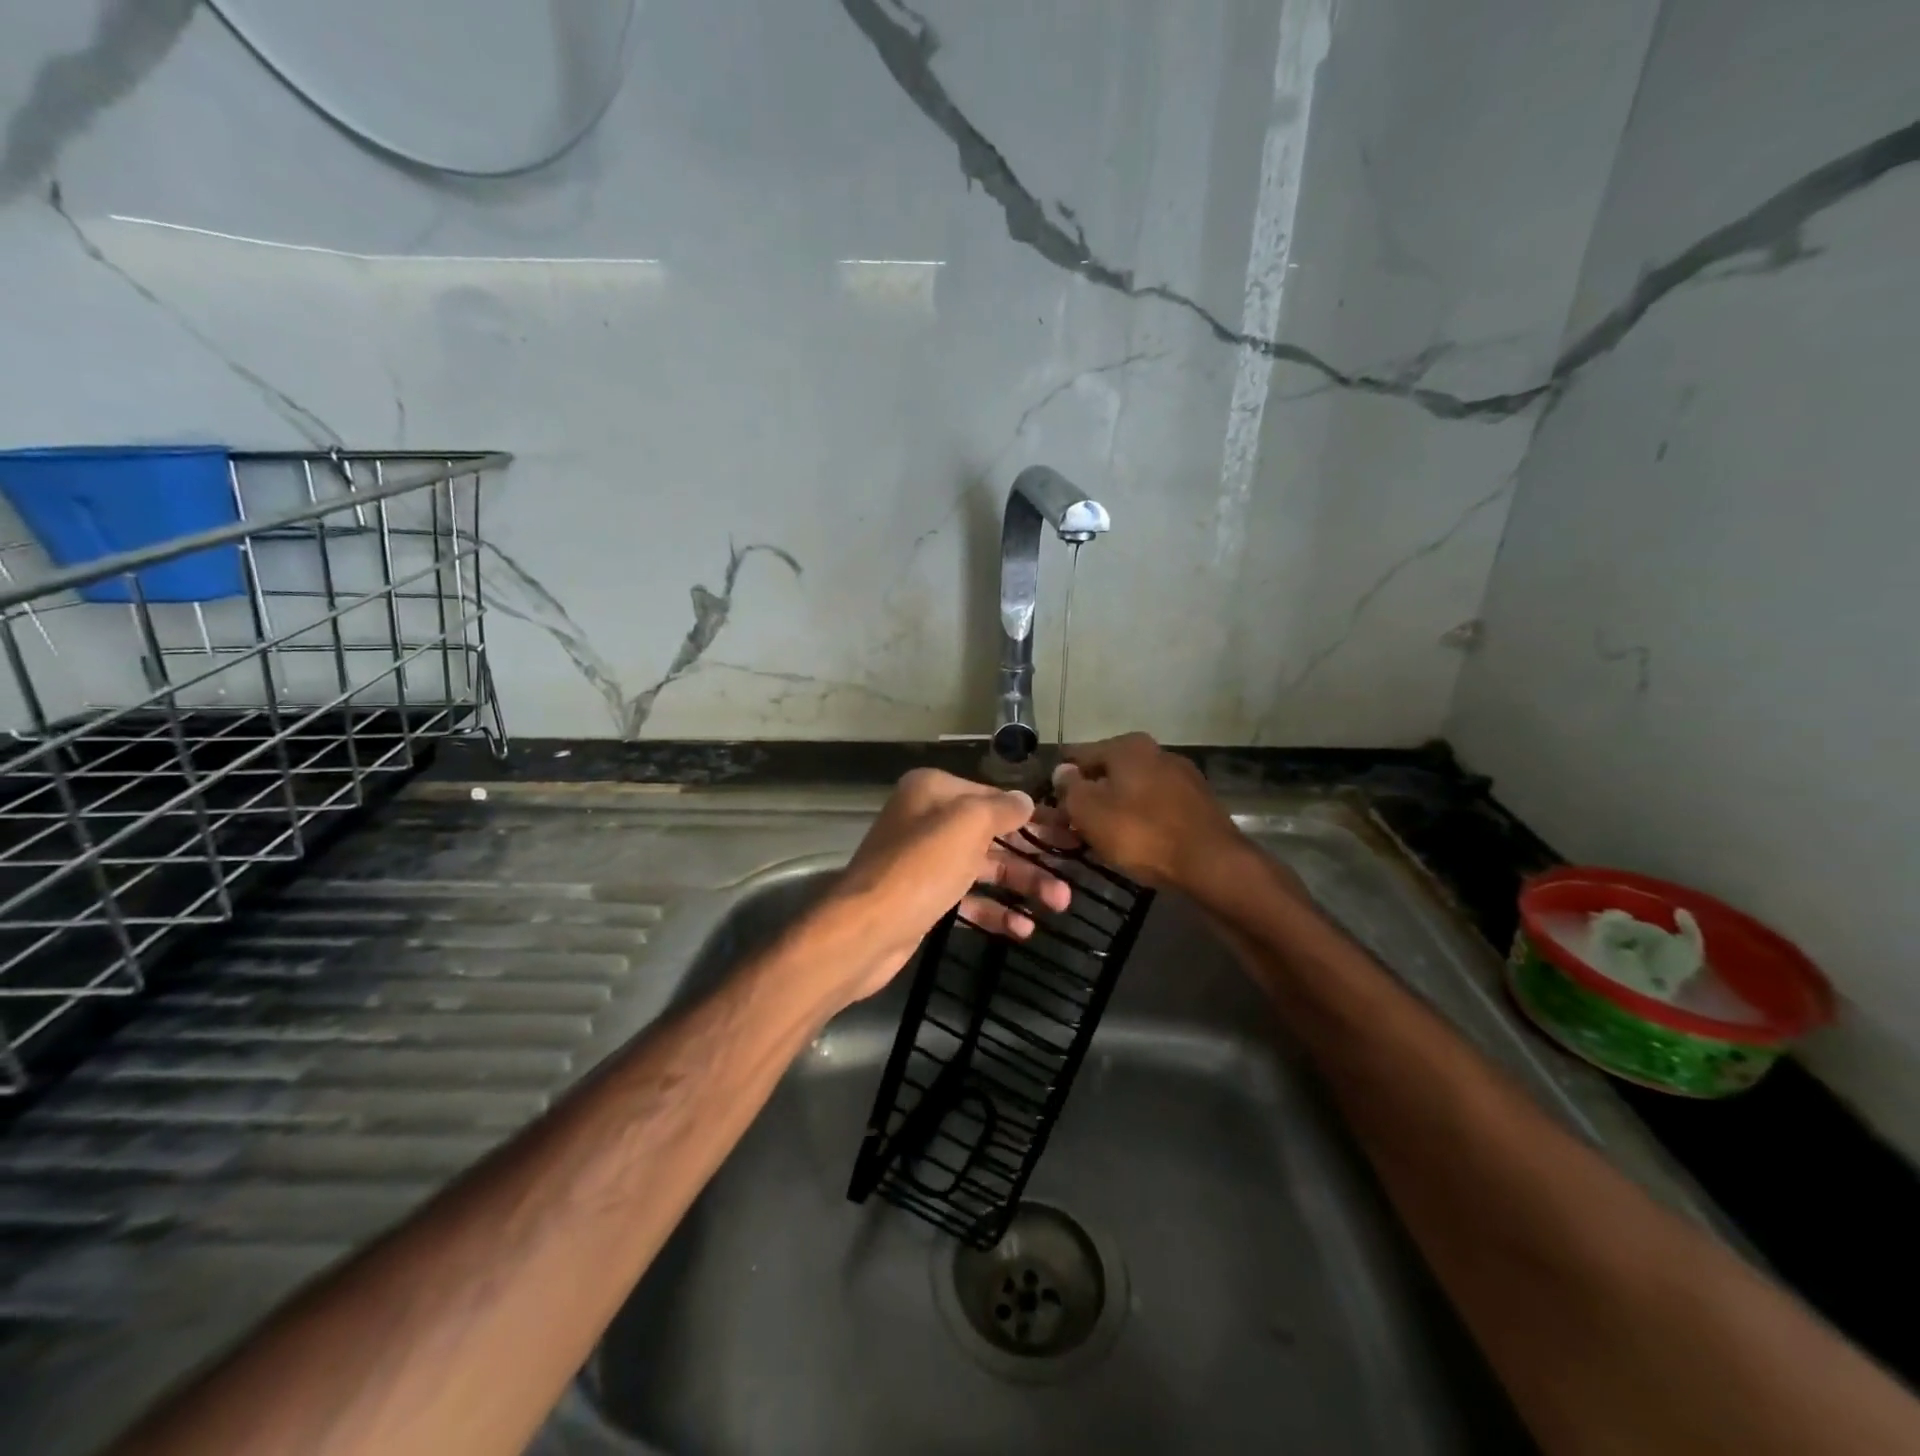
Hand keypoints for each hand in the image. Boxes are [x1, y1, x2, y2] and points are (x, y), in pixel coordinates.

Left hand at [813, 769, 1069, 1006]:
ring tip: (1059, 904)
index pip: (994, 797)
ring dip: (1022, 885)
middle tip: (1071, 876)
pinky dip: (994, 911)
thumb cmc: (921, 867)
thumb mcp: (968, 824)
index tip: (1069, 833)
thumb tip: (1025, 801)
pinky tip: (1022, 929)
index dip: (1033, 816)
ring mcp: (925, 861)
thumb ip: (1002, 808)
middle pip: (992, 835)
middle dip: (1032, 857)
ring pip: (984, 868)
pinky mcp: (924, 898)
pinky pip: (968, 898)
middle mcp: (928, 820)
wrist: (867, 930)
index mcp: (934, 791)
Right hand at [1051, 733, 1244, 890]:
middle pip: (1106, 773)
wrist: (1211, 864)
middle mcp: (1155, 752)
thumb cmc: (1141, 832)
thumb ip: (1069, 788)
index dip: (1058, 780)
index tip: (1046, 805)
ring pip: (1130, 791)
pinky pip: (1153, 808)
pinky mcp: (1196, 804)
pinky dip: (1137, 821)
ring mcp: (1180, 777)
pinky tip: (1130, 843)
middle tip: (1067, 828)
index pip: (1078, 755)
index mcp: (1127, 746)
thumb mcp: (1089, 811)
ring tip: (1095, 840)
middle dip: (1086, 797)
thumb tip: (1063, 772)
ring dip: (1111, 810)